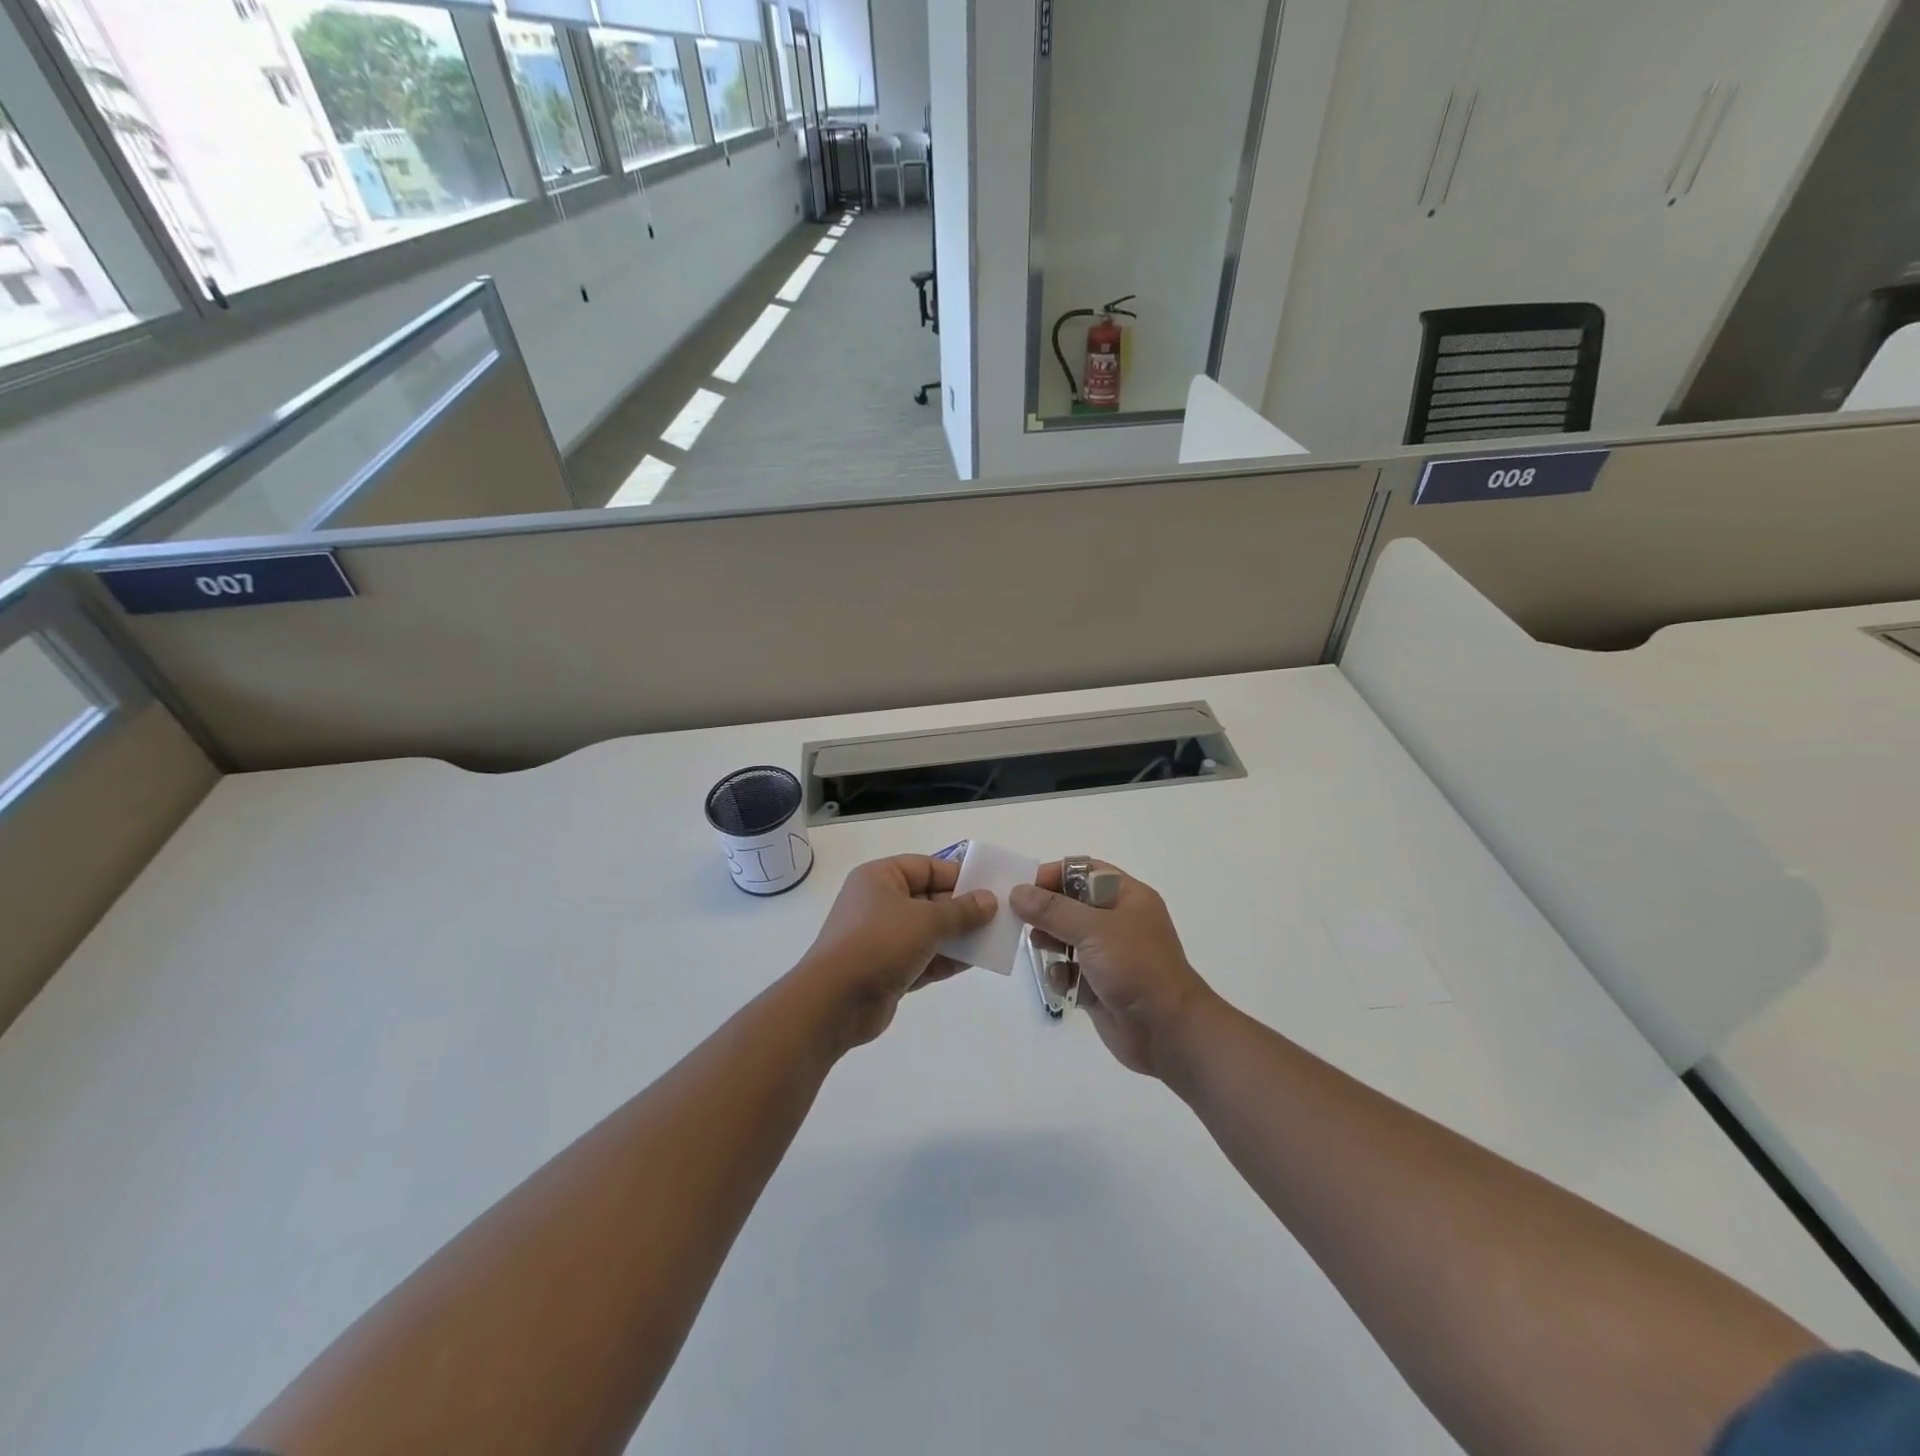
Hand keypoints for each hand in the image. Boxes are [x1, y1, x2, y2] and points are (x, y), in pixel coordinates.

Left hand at [796, 854, 995, 1048]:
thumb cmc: (879, 943)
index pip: (925, 867)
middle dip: (961, 909)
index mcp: (880, 878)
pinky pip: (923, 959)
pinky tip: (975, 962)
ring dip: (957, 936)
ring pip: (927, 931)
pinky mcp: (886, 970)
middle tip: (997, 916)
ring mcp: (881, 939)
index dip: (956, 876)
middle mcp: (878, 904)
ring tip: (993, 940)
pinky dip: (945, 960)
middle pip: (928, 899)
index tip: (988, 888)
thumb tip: (989, 900)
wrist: (836, 1001)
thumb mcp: (927, 920)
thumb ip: (962, 910)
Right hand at [1011, 862, 1215, 1077]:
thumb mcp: (1093, 930)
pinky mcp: (1098, 983)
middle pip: (1070, 904)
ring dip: (1049, 942)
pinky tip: (1062, 982)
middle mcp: (1117, 920)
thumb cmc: (1135, 967)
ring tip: (1039, 947)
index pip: (1083, 872)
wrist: (1167, 1031)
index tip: (1023, 887)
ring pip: (1065, 937)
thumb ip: (1052, 910)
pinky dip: (1061, 974)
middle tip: (1020, 919)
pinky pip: (1069, 970)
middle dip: (1045, 912)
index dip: (1053, 875)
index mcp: (1126, 897)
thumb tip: (1017, 891)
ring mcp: (1108, 953)